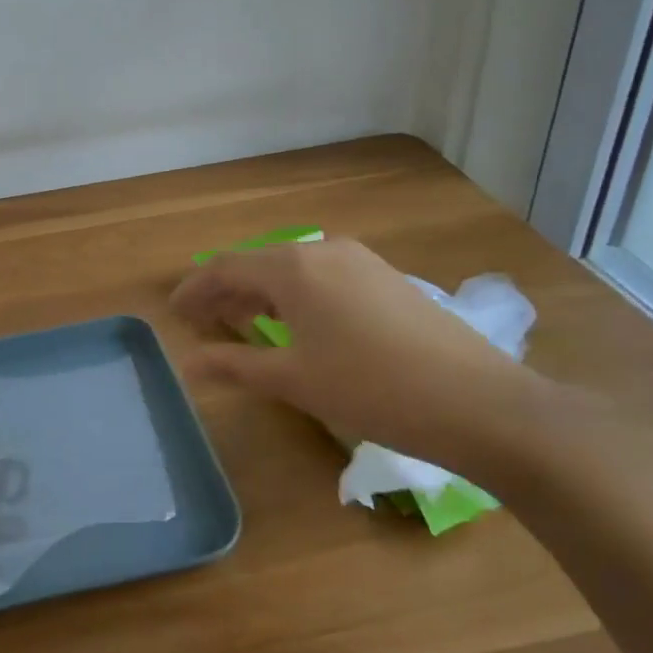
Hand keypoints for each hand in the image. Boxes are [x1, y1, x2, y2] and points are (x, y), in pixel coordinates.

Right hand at [170, 240, 543, 478]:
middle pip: (258, 264)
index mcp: (293, 268)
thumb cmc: (372, 389)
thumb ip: (236, 365)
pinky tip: (296, 324)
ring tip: (241, 323)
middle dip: (225, 291)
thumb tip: (189, 362)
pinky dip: (294, 295)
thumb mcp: (294, 380)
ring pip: (292, 269)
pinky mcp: (386, 277)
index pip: (226, 268)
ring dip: (260, 293)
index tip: (174, 310)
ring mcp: (359, 260)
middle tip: (202, 320)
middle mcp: (323, 250)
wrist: (479, 402)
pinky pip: (321, 276)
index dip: (195, 289)